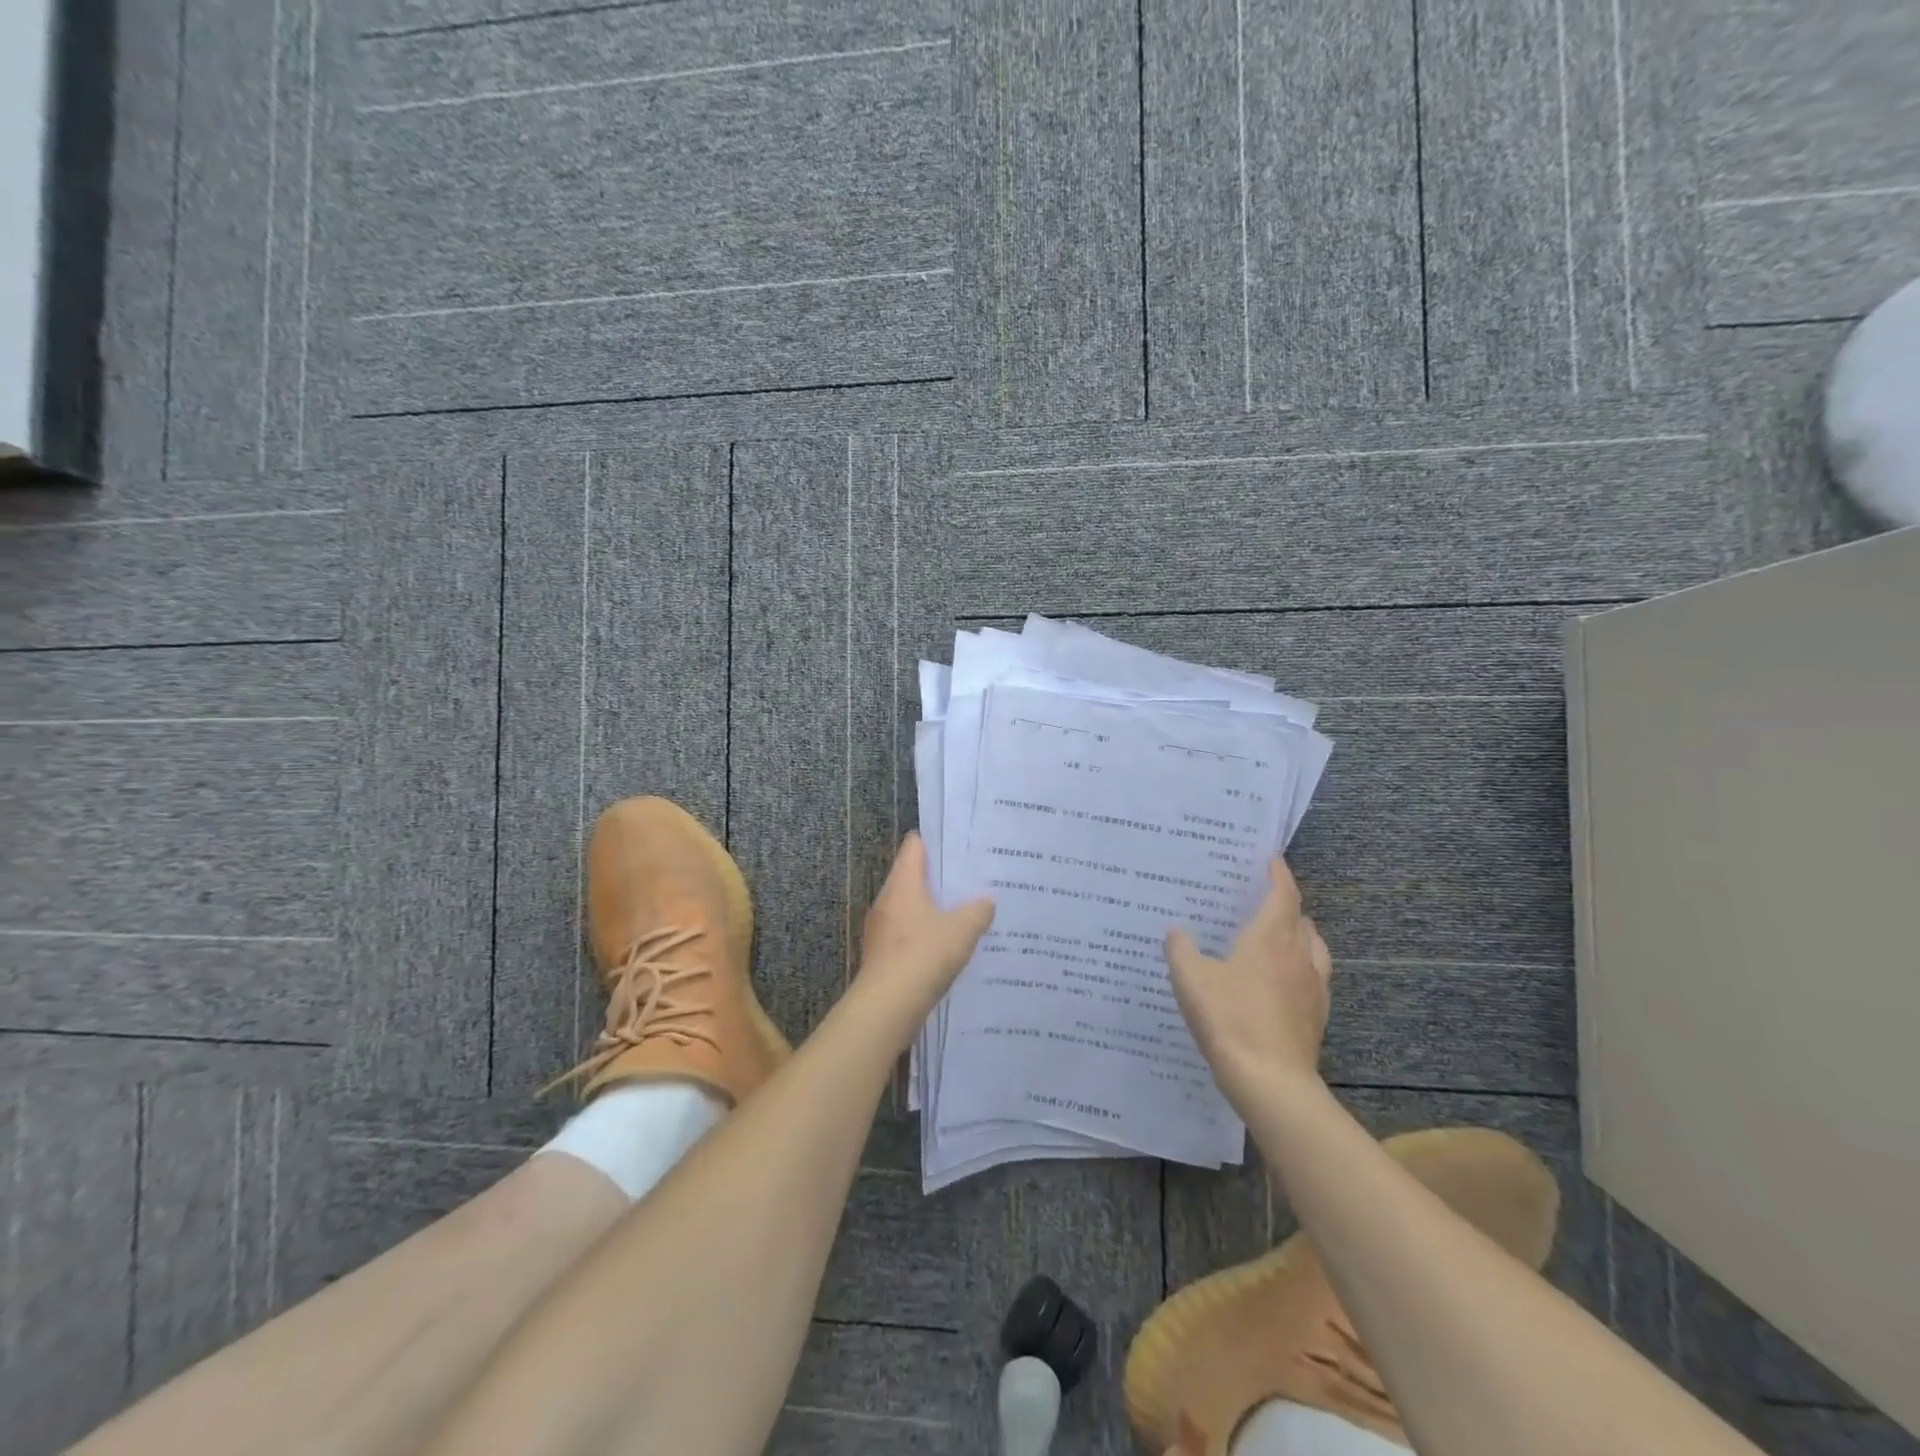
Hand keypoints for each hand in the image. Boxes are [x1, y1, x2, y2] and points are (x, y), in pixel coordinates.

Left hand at [857, 834, 994, 1027]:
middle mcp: (887, 899)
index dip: (935, 842)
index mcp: (903, 883)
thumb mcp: (962, 930)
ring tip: (962, 914)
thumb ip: (978, 911)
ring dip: (931, 909)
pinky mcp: (881, 954)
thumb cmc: (924, 955)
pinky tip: (945, 948)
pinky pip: (905, 933)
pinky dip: (923, 934)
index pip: (914, 846)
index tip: (959, 847)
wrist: (887, 1006)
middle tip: (969, 882)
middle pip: (911, 876)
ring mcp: (880, 928)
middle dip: (938, 879)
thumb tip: (986, 901)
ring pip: (908, 907)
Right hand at [1166, 858, 1332, 1117]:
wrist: (1271, 1082)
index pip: (1283, 894)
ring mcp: (1313, 988)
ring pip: (1314, 948)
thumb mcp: (1191, 979)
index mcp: (1270, 938)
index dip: (1279, 874)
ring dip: (1299, 936)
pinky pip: (1314, 979)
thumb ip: (1181, 950)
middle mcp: (1298, 956)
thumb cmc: (1229, 1018)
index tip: (1271, 859)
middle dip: (1286, 905)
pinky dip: (1301, 968)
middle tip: (1262, 901)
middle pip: (1301, 919)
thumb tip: (1177, 933)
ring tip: (1278, 939)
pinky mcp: (1317, 1016)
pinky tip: (1282, 983)